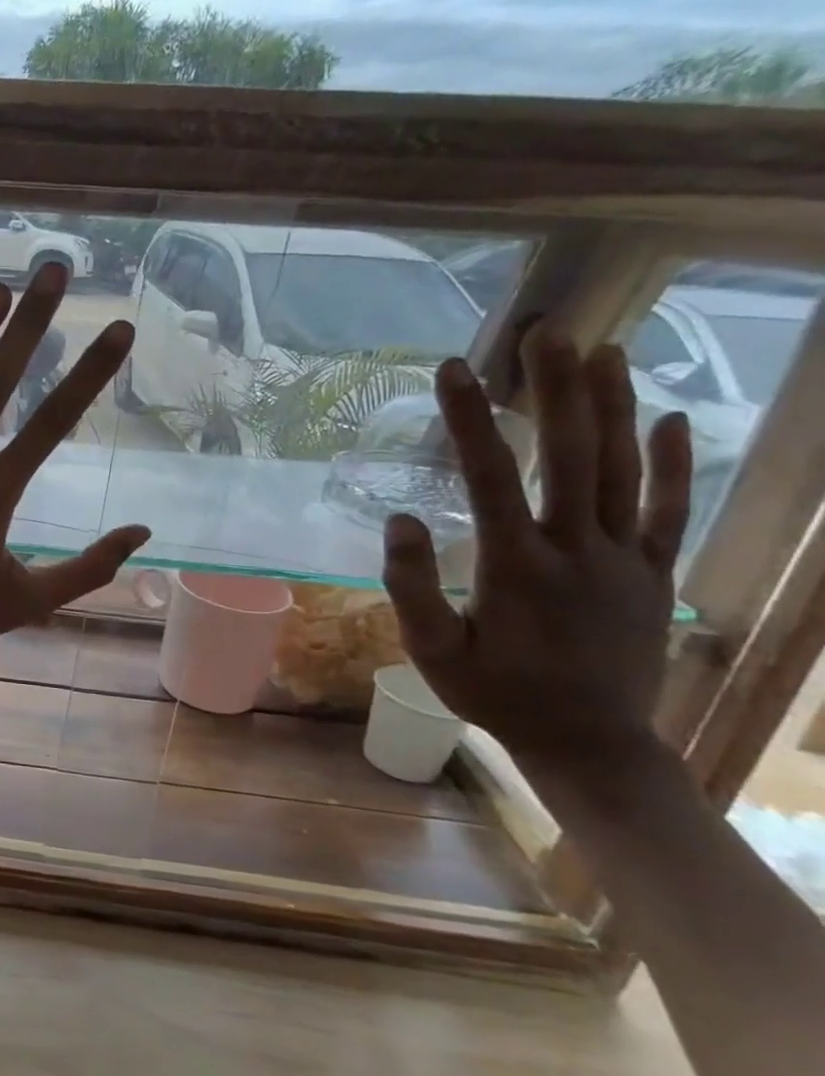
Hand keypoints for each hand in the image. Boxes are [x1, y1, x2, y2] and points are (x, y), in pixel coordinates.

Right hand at [380, 327, 692, 807]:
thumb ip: (412, 585)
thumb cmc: (494, 694)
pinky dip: (673, 464)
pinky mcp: (653, 574)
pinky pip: (669, 511)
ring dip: (614, 407)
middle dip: (557, 389)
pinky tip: (672, 420)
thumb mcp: (432, 650)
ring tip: (605, 352)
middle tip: (547, 333)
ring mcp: (624, 559)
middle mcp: (577, 550)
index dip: (469, 419)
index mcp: (516, 567)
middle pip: (571, 455)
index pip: (491, 476)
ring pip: (624, 470)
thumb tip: (402, 517)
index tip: (453, 369)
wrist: (588, 742)